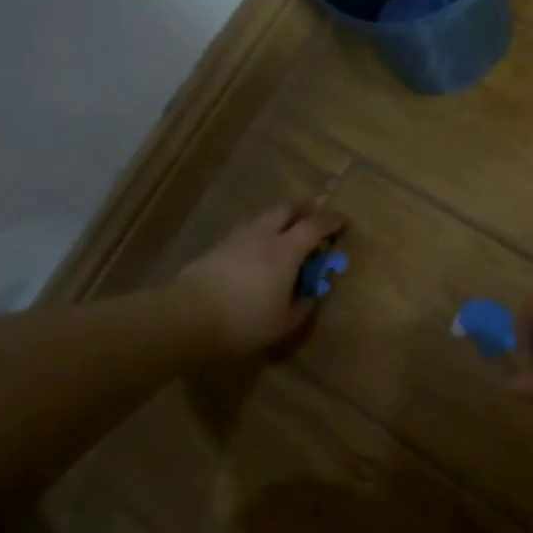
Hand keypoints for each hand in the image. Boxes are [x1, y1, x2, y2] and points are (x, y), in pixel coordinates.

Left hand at [175, 201, 347, 356]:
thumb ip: (302, 306)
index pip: (315, 226)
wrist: (188, 317)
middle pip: (286, 210)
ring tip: (285, 232)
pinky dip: (260, 232)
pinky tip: (257, 249)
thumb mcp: (283, 323)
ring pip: (263, 218)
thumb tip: (311, 295)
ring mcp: (236, 238)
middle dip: (304, 209)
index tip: (344, 221)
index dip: (332, 221)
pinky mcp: (216, 247)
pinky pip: (246, 231)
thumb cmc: (244, 322)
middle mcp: (262, 236)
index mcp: (285, 251)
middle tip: (314, 216)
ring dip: (279, 219)